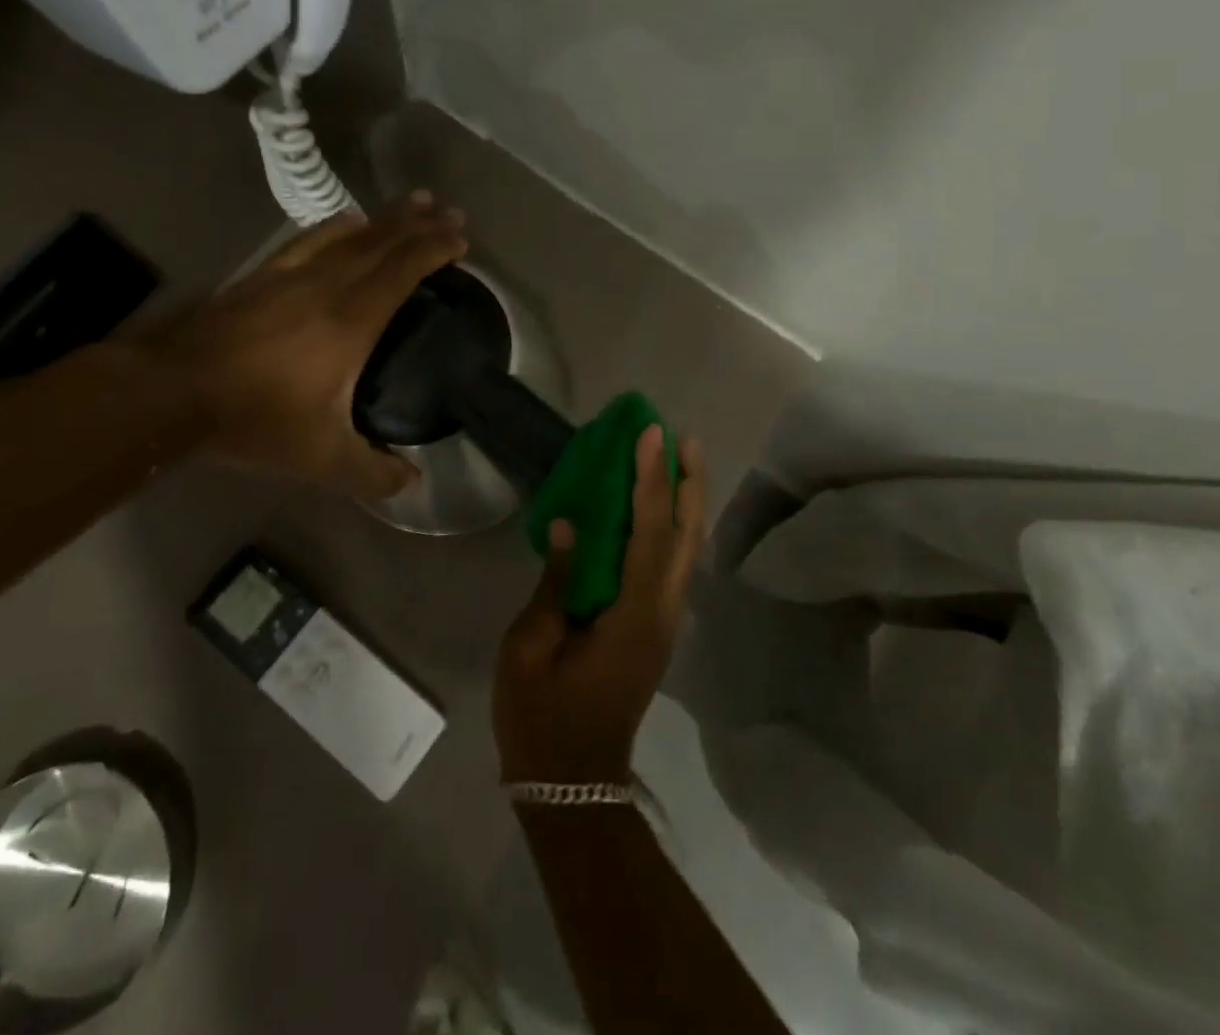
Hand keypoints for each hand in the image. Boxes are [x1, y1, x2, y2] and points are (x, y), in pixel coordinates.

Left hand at [148, 193, 465, 498]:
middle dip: (421, 225)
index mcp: (350, 321)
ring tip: (413, 202)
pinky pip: (310, 240)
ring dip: (386, 218)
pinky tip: (347, 220)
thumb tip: (412, 483)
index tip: (460, 240)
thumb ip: (372, 472)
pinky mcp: (263, 275)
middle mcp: (327, 286)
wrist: (173, 390)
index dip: (434, 251)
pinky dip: (337, 226)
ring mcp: (292, 275)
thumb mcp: (320, 458)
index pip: (402, 272)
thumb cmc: (254, 418)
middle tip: (451, 211)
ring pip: (350, 235)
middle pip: (383, 244)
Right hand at [494, 427, 706, 783]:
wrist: (572, 783)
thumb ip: (555, 584)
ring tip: (680, 461)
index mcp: (632, 616)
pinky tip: (660, 511)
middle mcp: (662, 614)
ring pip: (687, 552)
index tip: (652, 436)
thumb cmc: (542, 717)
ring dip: (687, 504)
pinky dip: (673, 529)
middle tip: (683, 438)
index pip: (649, 534)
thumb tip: (569, 527)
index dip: (651, 481)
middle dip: (688, 484)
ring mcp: (664, 624)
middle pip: (687, 538)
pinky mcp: (655, 630)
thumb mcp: (530, 648)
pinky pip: (673, 567)